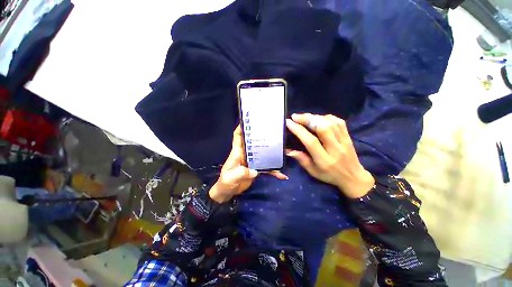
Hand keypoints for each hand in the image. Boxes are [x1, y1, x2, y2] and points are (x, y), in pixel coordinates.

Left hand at [210, 125, 286, 202]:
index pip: (238, 136)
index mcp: (237, 152)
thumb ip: (240, 173)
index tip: (250, 119)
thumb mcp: (229, 179)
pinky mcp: (256, 168)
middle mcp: (245, 154)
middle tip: (272, 131)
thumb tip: (255, 171)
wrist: (228, 193)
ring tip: (283, 150)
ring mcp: (252, 161)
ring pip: (262, 153)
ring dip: (271, 152)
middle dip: (261, 136)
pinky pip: (266, 167)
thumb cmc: (225, 184)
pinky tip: (282, 174)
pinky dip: (273, 170)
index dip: (242, 127)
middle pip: (253, 142)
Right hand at [286, 113, 374, 197]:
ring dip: (315, 117)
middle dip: (307, 119)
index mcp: (324, 160)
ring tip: (304, 117)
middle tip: (295, 116)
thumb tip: (288, 150)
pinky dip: (327, 117)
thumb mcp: (313, 172)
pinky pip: (339, 122)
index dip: (299, 130)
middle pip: (322, 128)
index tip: (289, 122)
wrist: (354, 178)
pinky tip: (319, 118)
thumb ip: (302, 160)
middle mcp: (335, 148)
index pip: (311, 141)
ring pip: (330, 123)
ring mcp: (344, 141)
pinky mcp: (348, 136)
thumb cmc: (330, 175)